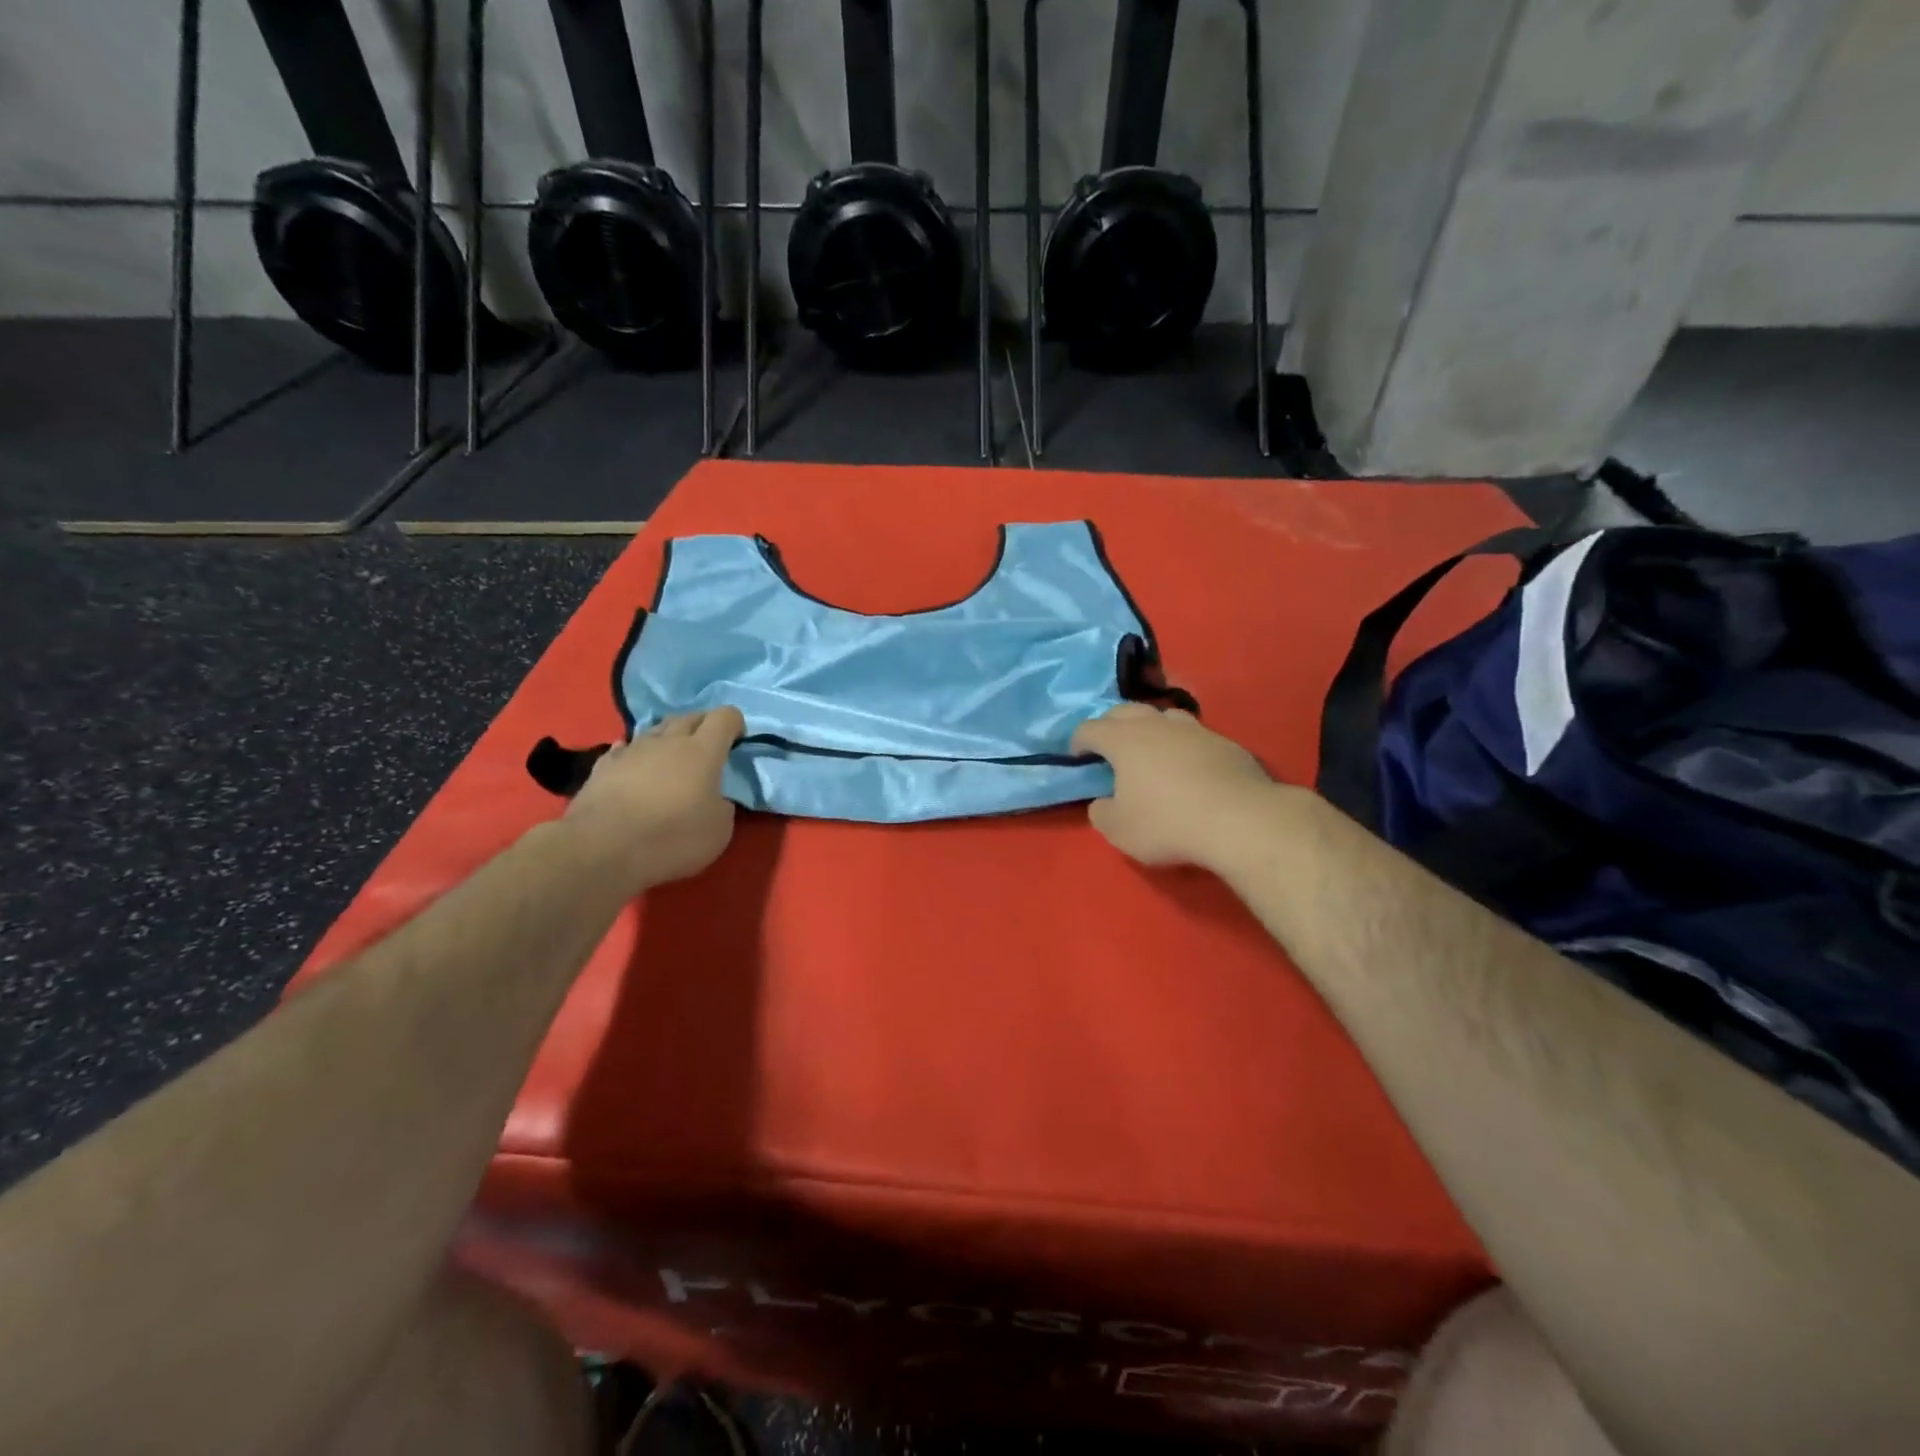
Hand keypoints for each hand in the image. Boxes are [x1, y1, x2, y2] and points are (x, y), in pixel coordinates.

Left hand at [565, 707, 744, 886]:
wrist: (603, 848)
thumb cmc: (672, 837)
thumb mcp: (719, 830)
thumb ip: (722, 806)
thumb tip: (714, 798)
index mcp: (703, 751)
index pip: (724, 717)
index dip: (735, 723)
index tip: (738, 741)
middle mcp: (668, 741)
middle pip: (689, 717)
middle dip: (703, 726)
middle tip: (708, 747)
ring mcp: (632, 750)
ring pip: (656, 730)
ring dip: (668, 738)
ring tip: (671, 757)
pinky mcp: (603, 766)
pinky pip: (625, 749)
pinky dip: (635, 754)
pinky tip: (634, 765)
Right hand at [1071, 703, 1276, 870]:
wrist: (1240, 820)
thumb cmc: (1168, 823)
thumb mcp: (1119, 830)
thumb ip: (1101, 811)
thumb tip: (1103, 800)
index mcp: (1123, 740)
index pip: (1089, 729)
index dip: (1078, 742)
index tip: (1077, 757)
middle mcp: (1155, 724)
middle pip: (1125, 711)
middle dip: (1110, 725)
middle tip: (1109, 748)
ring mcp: (1193, 729)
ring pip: (1162, 716)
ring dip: (1149, 728)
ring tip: (1150, 750)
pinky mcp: (1224, 742)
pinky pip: (1193, 735)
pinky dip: (1182, 745)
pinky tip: (1188, 766)